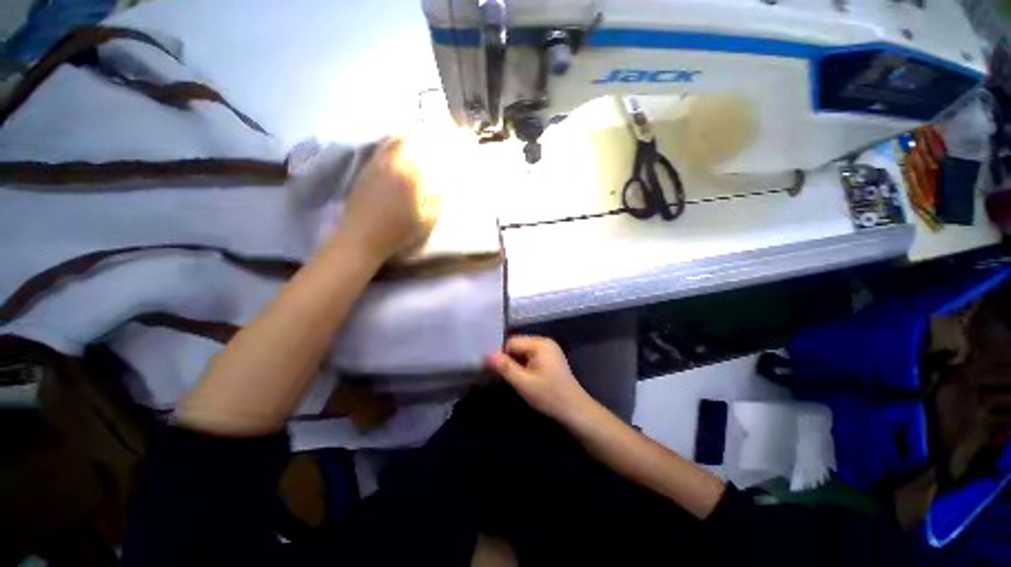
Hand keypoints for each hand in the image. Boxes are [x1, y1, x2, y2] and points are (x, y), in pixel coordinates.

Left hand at [340, 136, 438, 260]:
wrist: (361, 238)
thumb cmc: (398, 232)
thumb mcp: (426, 221)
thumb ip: (437, 201)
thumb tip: (441, 185)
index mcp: (409, 175)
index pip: (422, 149)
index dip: (432, 140)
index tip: (441, 137)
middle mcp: (391, 164)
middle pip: (403, 139)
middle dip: (416, 134)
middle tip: (425, 134)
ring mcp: (374, 166)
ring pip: (388, 142)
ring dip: (400, 137)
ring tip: (410, 137)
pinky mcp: (363, 173)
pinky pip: (378, 152)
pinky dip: (388, 147)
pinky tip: (393, 154)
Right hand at [486, 336, 597, 424]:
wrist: (575, 410)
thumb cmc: (549, 396)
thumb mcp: (524, 383)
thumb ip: (505, 367)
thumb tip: (487, 355)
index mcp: (540, 344)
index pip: (512, 342)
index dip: (501, 355)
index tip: (494, 370)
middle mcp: (544, 341)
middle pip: (517, 345)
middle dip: (508, 359)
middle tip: (500, 376)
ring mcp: (548, 349)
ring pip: (522, 351)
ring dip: (515, 363)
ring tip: (510, 377)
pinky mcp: (549, 358)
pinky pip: (530, 356)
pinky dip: (523, 365)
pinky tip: (521, 377)